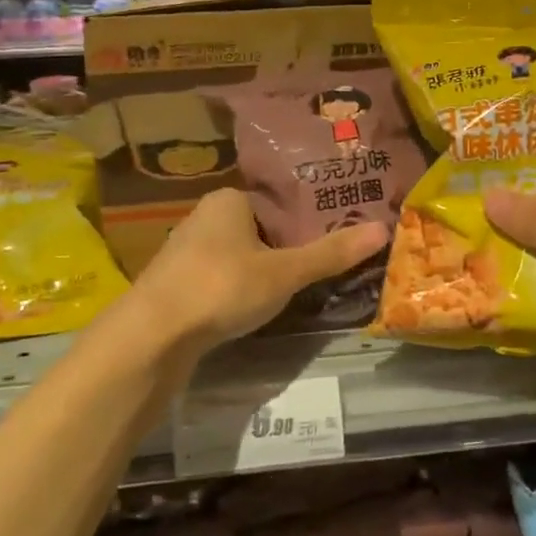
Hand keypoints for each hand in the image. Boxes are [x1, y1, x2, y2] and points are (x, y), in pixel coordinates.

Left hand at [129, 189, 387, 358]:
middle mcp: (203, 217)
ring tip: (294, 290)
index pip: (277, 203)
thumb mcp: (285, 272)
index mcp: (229, 199)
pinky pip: (220, 279)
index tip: (333, 239)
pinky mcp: (175, 284)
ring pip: (238, 256)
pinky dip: (238, 290)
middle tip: (320, 268)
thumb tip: (384, 229)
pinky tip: (252, 309)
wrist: (152, 335)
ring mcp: (185, 252)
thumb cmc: (222, 287)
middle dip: (286, 248)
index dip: (306, 221)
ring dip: (261, 272)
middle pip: (259, 230)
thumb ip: (331, 253)